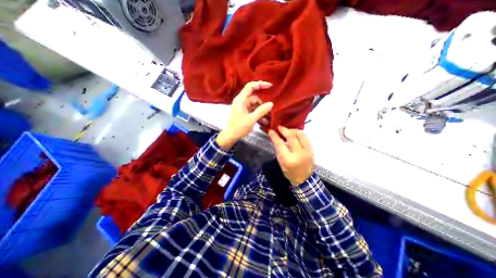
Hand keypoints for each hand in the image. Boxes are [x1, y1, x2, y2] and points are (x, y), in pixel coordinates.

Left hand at [216, 80, 272, 148]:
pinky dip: (258, 114)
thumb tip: (271, 103)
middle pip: (254, 97)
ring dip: (261, 110)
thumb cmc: (239, 127)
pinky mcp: (244, 112)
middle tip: (270, 110)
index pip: (250, 86)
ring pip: (255, 104)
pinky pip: (253, 110)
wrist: (231, 136)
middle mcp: (241, 101)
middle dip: (262, 103)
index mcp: (241, 100)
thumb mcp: (251, 120)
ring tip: (267, 118)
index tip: (270, 86)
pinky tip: (264, 121)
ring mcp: (243, 106)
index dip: (260, 84)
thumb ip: (261, 111)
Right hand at [267, 127, 313, 185]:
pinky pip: (305, 137)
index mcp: (288, 159)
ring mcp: (307, 151)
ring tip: (287, 130)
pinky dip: (299, 133)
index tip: (271, 130)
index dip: (275, 136)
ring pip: (300, 134)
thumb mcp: (280, 162)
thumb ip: (278, 149)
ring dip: (293, 130)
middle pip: (291, 137)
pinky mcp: (311, 149)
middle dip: (284, 130)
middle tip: (279, 127)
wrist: (304, 178)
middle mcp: (298, 154)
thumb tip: (276, 137)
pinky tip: (294, 133)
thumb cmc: (289, 171)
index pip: (280, 144)